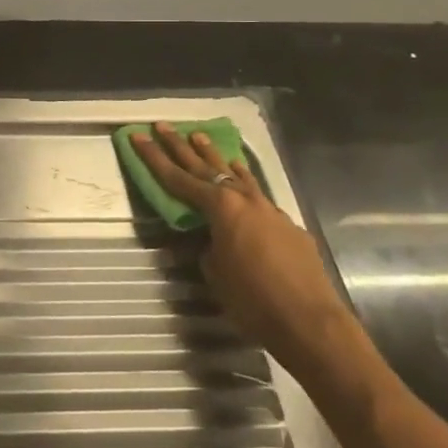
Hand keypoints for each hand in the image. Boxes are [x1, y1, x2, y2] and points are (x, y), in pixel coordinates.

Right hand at [129, 123, 360, 372]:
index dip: (153, 157)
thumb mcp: (214, 272)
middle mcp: (243, 199)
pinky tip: (240, 173)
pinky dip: (243, 179)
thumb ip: (208, 246)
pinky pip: (257, 192)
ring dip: (214, 156)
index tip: (137, 135)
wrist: (310, 322)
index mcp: (219, 207)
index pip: (176, 177)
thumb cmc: (252, 299)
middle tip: (162, 125)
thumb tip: (211, 239)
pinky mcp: (287, 225)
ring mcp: (268, 210)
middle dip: (180, 145)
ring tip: (199, 137)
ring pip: (235, 174)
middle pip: (204, 166)